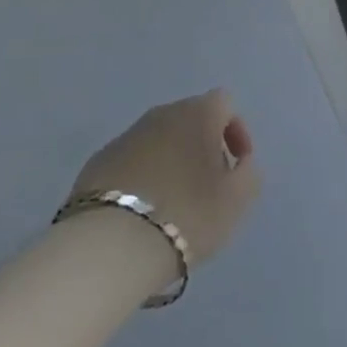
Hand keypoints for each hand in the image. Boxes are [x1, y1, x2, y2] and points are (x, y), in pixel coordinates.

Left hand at [69, 90, 260, 269]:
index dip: (236, 132)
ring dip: (171, 161)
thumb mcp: (236, 201)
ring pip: (159, 139)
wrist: (111, 243)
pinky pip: (131, 161)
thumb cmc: (187, 214)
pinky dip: (142, 177)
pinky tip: (142, 211)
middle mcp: (162, 113)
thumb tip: (241, 162)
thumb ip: (248, 173)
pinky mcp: (98, 161)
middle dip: (202, 147)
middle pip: (190, 119)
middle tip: (207, 186)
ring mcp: (126, 135)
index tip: (236, 168)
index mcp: (198, 113)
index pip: (225, 103)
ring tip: (173, 202)